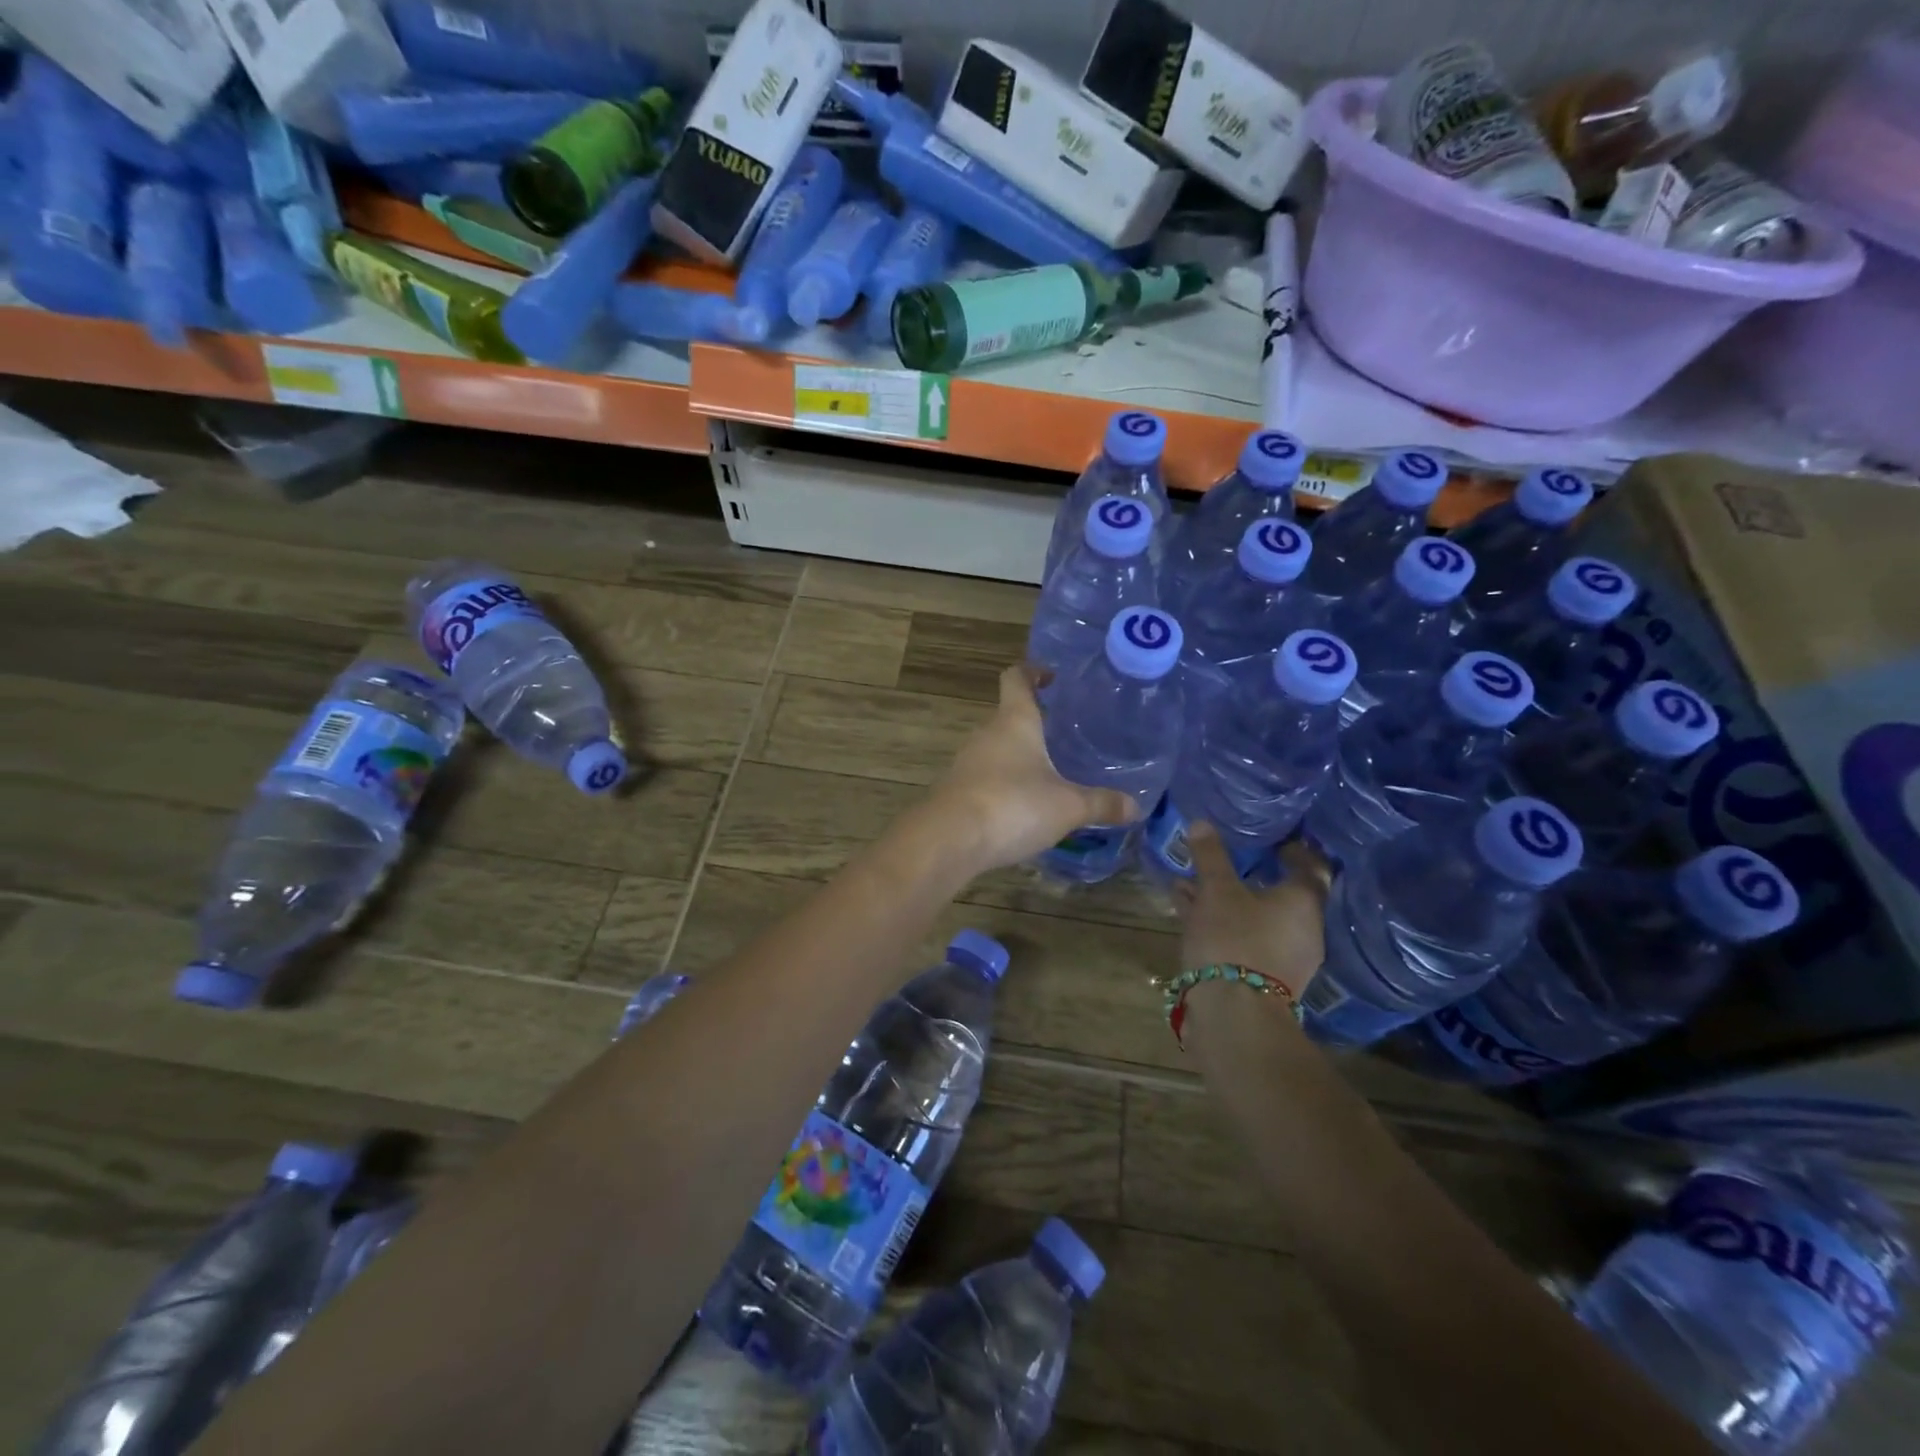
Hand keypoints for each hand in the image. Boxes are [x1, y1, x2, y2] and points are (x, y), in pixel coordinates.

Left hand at [925, 664, 1139, 874]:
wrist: (950, 839)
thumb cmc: (1014, 806)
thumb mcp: (1068, 806)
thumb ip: (1101, 804)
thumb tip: (1135, 806)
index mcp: (1014, 721)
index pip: (1017, 678)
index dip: (1033, 671)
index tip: (1051, 676)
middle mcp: (986, 733)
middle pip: (1008, 715)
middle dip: (1032, 721)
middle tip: (1062, 734)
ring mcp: (966, 762)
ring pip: (995, 748)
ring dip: (1017, 756)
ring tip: (1047, 772)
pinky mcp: (955, 790)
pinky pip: (984, 777)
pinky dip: (1002, 783)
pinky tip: (1021, 806)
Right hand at [1177, 823, 1331, 996]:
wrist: (1235, 1014)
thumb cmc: (1234, 939)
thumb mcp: (1217, 891)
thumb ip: (1211, 857)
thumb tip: (1202, 823)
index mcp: (1304, 902)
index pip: (1310, 866)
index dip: (1294, 849)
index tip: (1276, 838)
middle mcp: (1304, 929)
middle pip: (1280, 893)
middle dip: (1249, 875)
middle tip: (1227, 857)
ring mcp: (1285, 956)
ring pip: (1255, 916)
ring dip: (1227, 899)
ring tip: (1192, 882)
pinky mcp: (1263, 977)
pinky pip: (1244, 937)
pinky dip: (1222, 922)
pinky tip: (1188, 910)